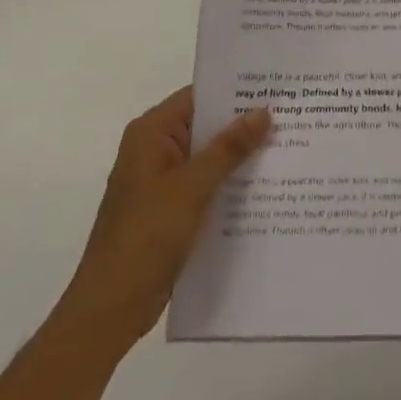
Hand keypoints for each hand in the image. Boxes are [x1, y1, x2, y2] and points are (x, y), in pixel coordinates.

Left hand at [62, 88, 270, 350]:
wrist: (110, 309)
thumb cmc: (146, 236)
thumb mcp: (193, 187)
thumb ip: (229, 147)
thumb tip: (263, 111)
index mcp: (151, 132)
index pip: (199, 97)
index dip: (236, 92)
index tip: (275, 90)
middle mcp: (154, 148)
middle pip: (205, 125)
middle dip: (243, 125)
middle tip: (290, 117)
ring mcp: (160, 180)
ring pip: (208, 156)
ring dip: (239, 156)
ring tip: (286, 148)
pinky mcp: (168, 208)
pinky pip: (204, 183)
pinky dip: (228, 183)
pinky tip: (263, 187)